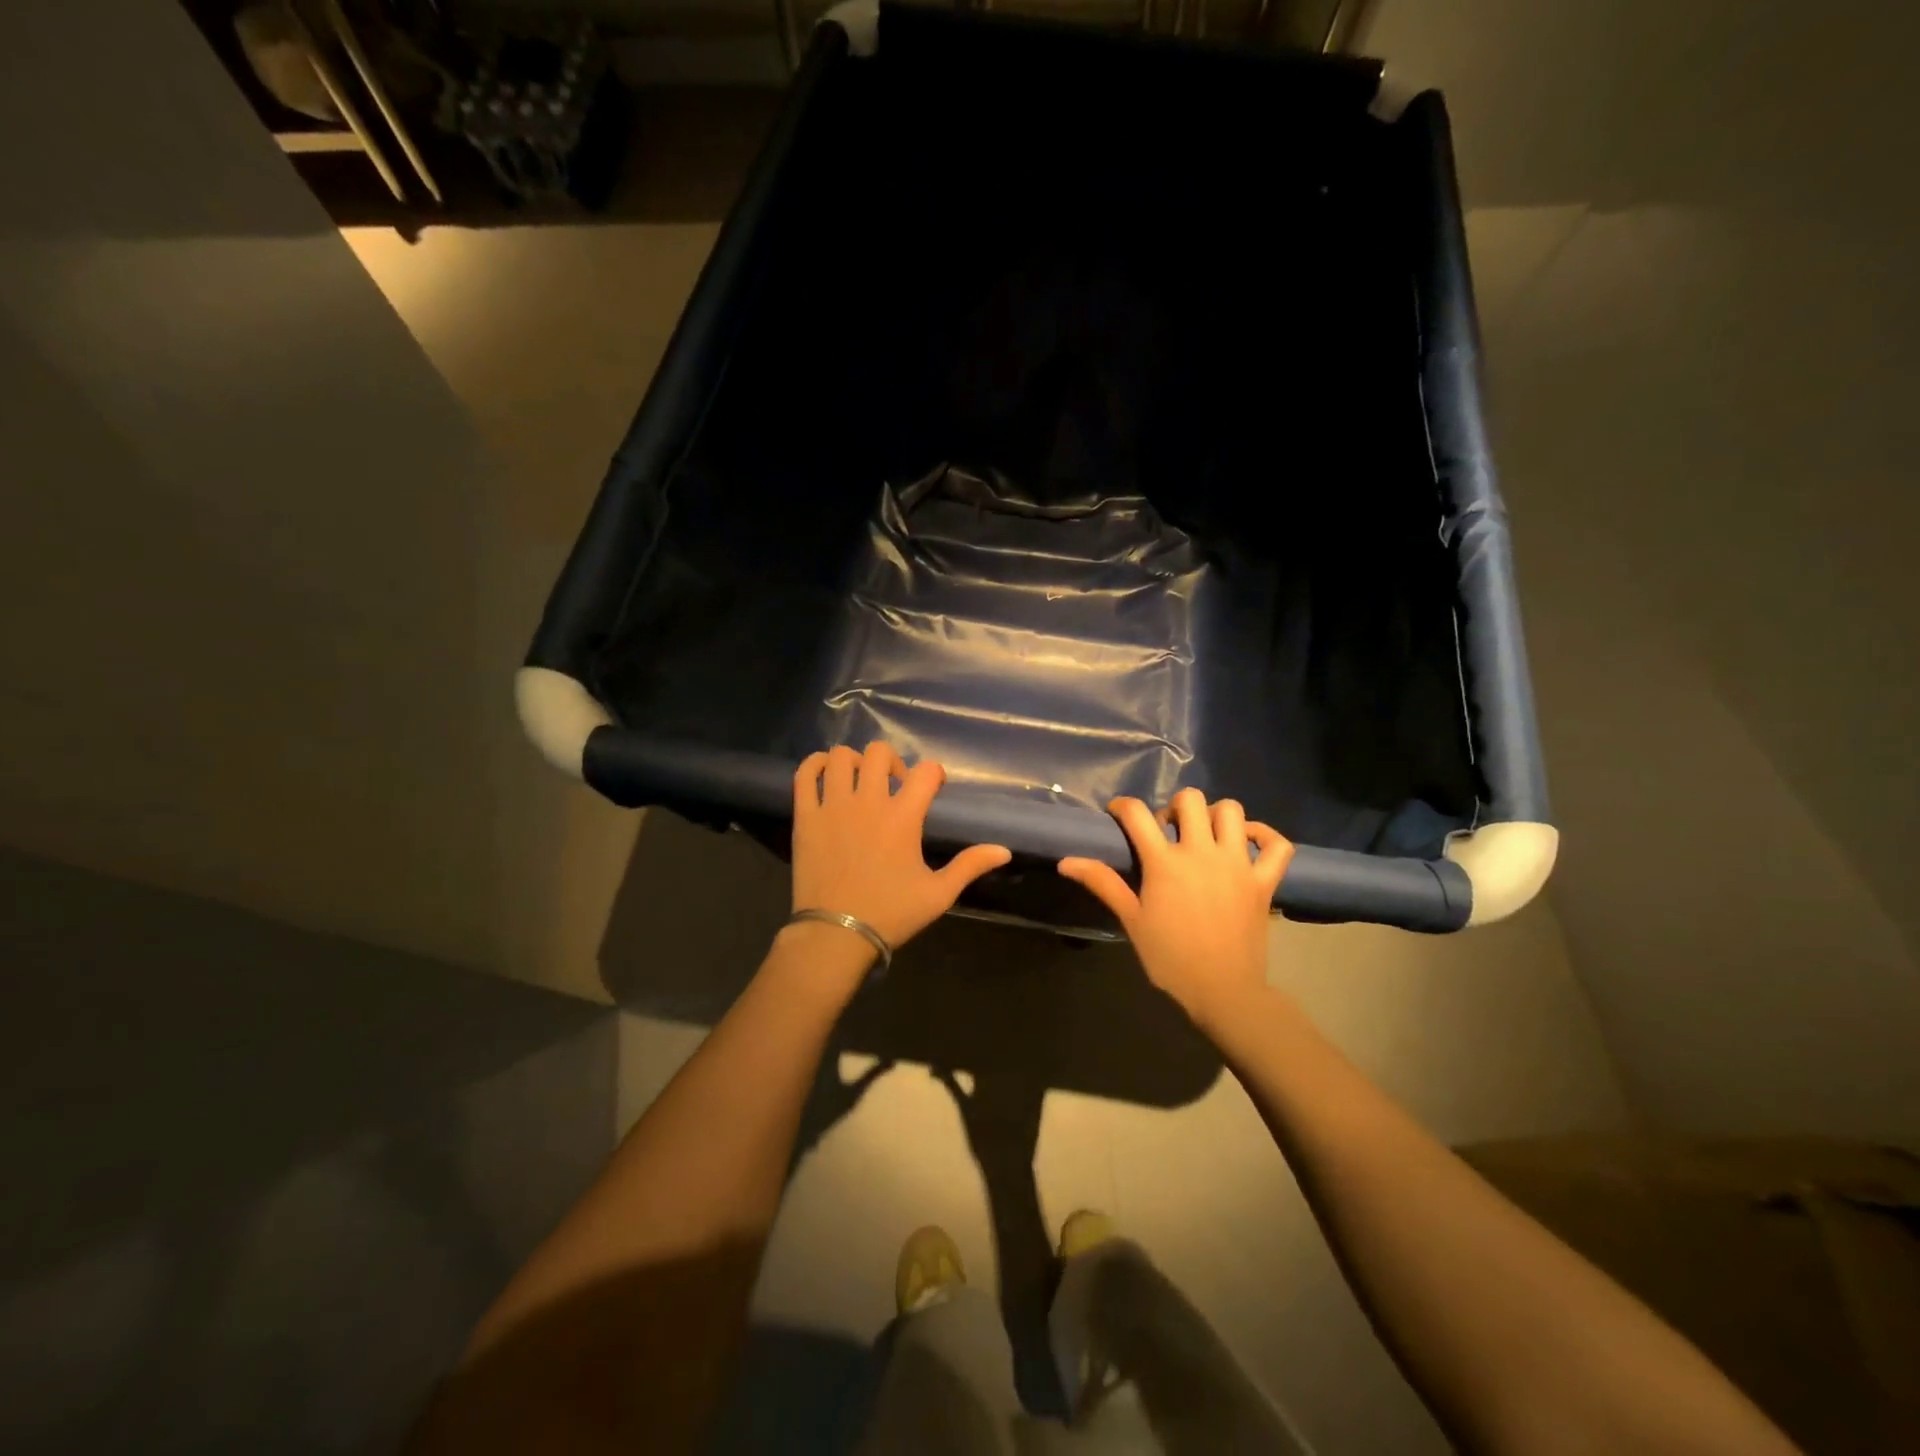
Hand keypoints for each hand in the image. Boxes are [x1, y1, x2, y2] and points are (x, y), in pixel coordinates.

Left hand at [789, 743, 1011, 953]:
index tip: (932, 788)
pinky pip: (805, 774)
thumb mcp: (939, 894)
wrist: (836, 935)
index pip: (926, 771)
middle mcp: (868, 802)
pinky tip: (826, 774)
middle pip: (880, 753)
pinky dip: (815, 765)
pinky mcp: (806, 816)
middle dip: (892, 761)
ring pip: (841, 757)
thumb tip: (1004, 850)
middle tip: (893, 785)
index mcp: (903, 818)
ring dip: (855, 761)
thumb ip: (970, 866)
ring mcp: (833, 806)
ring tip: (859, 781)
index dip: (934, 774)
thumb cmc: (891, 914)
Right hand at [1058, 789, 1292, 1030]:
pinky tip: (1247, 842)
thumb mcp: (1132, 919)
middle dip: (1173, 807)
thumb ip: (1103, 883)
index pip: (1138, 814)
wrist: (1223, 992)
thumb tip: (1066, 861)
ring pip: (1232, 811)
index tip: (1118, 815)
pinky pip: (1277, 844)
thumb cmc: (1170, 958)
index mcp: (1165, 862)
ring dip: (1215, 816)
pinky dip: (1264, 835)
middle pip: (1190, 799)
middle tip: (1166, 831)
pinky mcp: (1264, 880)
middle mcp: (1203, 852)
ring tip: (1204, 835)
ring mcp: (1238, 864)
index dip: (1123, 806)